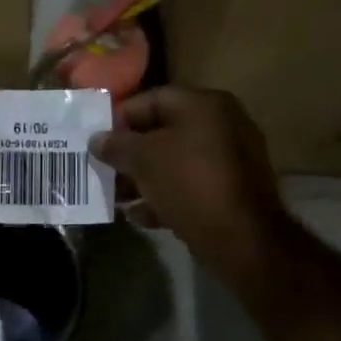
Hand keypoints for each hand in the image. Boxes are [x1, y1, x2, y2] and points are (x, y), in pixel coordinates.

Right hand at [90, 88, 290, 276]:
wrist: (244, 240)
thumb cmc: (190, 183)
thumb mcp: (144, 160)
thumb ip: (117, 145)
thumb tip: (97, 139)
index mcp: (204, 104)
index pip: (152, 99)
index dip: (120, 117)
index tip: (97, 139)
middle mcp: (222, 124)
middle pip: (164, 132)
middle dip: (131, 153)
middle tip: (104, 169)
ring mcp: (231, 159)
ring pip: (176, 161)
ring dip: (144, 178)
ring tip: (117, 197)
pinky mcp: (233, 192)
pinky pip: (191, 185)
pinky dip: (166, 196)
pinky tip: (139, 216)